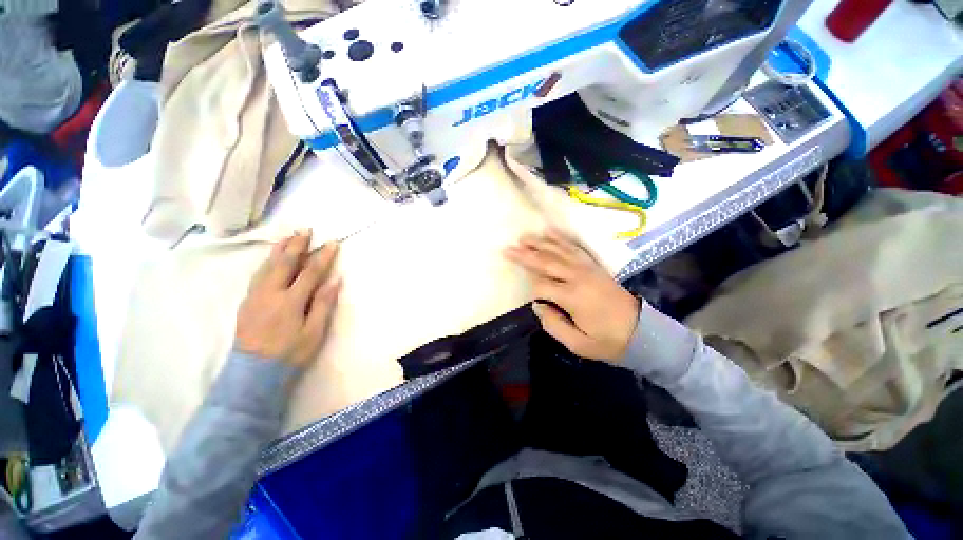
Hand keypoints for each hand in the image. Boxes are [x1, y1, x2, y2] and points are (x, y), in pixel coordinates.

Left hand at [235, 230, 341, 367]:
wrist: (253, 373)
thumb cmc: (290, 353)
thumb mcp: (314, 332)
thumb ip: (323, 304)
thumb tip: (334, 280)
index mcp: (290, 301)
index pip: (310, 272)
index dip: (323, 257)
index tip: (332, 243)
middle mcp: (270, 294)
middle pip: (284, 263)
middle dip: (297, 245)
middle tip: (305, 230)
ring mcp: (255, 297)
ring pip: (267, 267)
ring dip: (279, 250)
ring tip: (288, 236)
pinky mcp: (247, 302)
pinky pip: (258, 275)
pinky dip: (267, 263)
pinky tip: (271, 259)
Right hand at [504, 229, 639, 362]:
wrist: (643, 332)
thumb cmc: (608, 341)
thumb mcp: (578, 344)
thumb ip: (554, 325)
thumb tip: (538, 306)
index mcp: (572, 297)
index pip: (541, 286)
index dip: (532, 291)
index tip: (532, 300)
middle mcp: (578, 277)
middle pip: (546, 262)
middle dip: (525, 255)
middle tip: (508, 248)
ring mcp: (587, 268)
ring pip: (559, 251)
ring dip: (540, 243)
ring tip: (524, 237)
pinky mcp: (594, 266)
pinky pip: (575, 248)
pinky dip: (561, 239)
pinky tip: (550, 232)